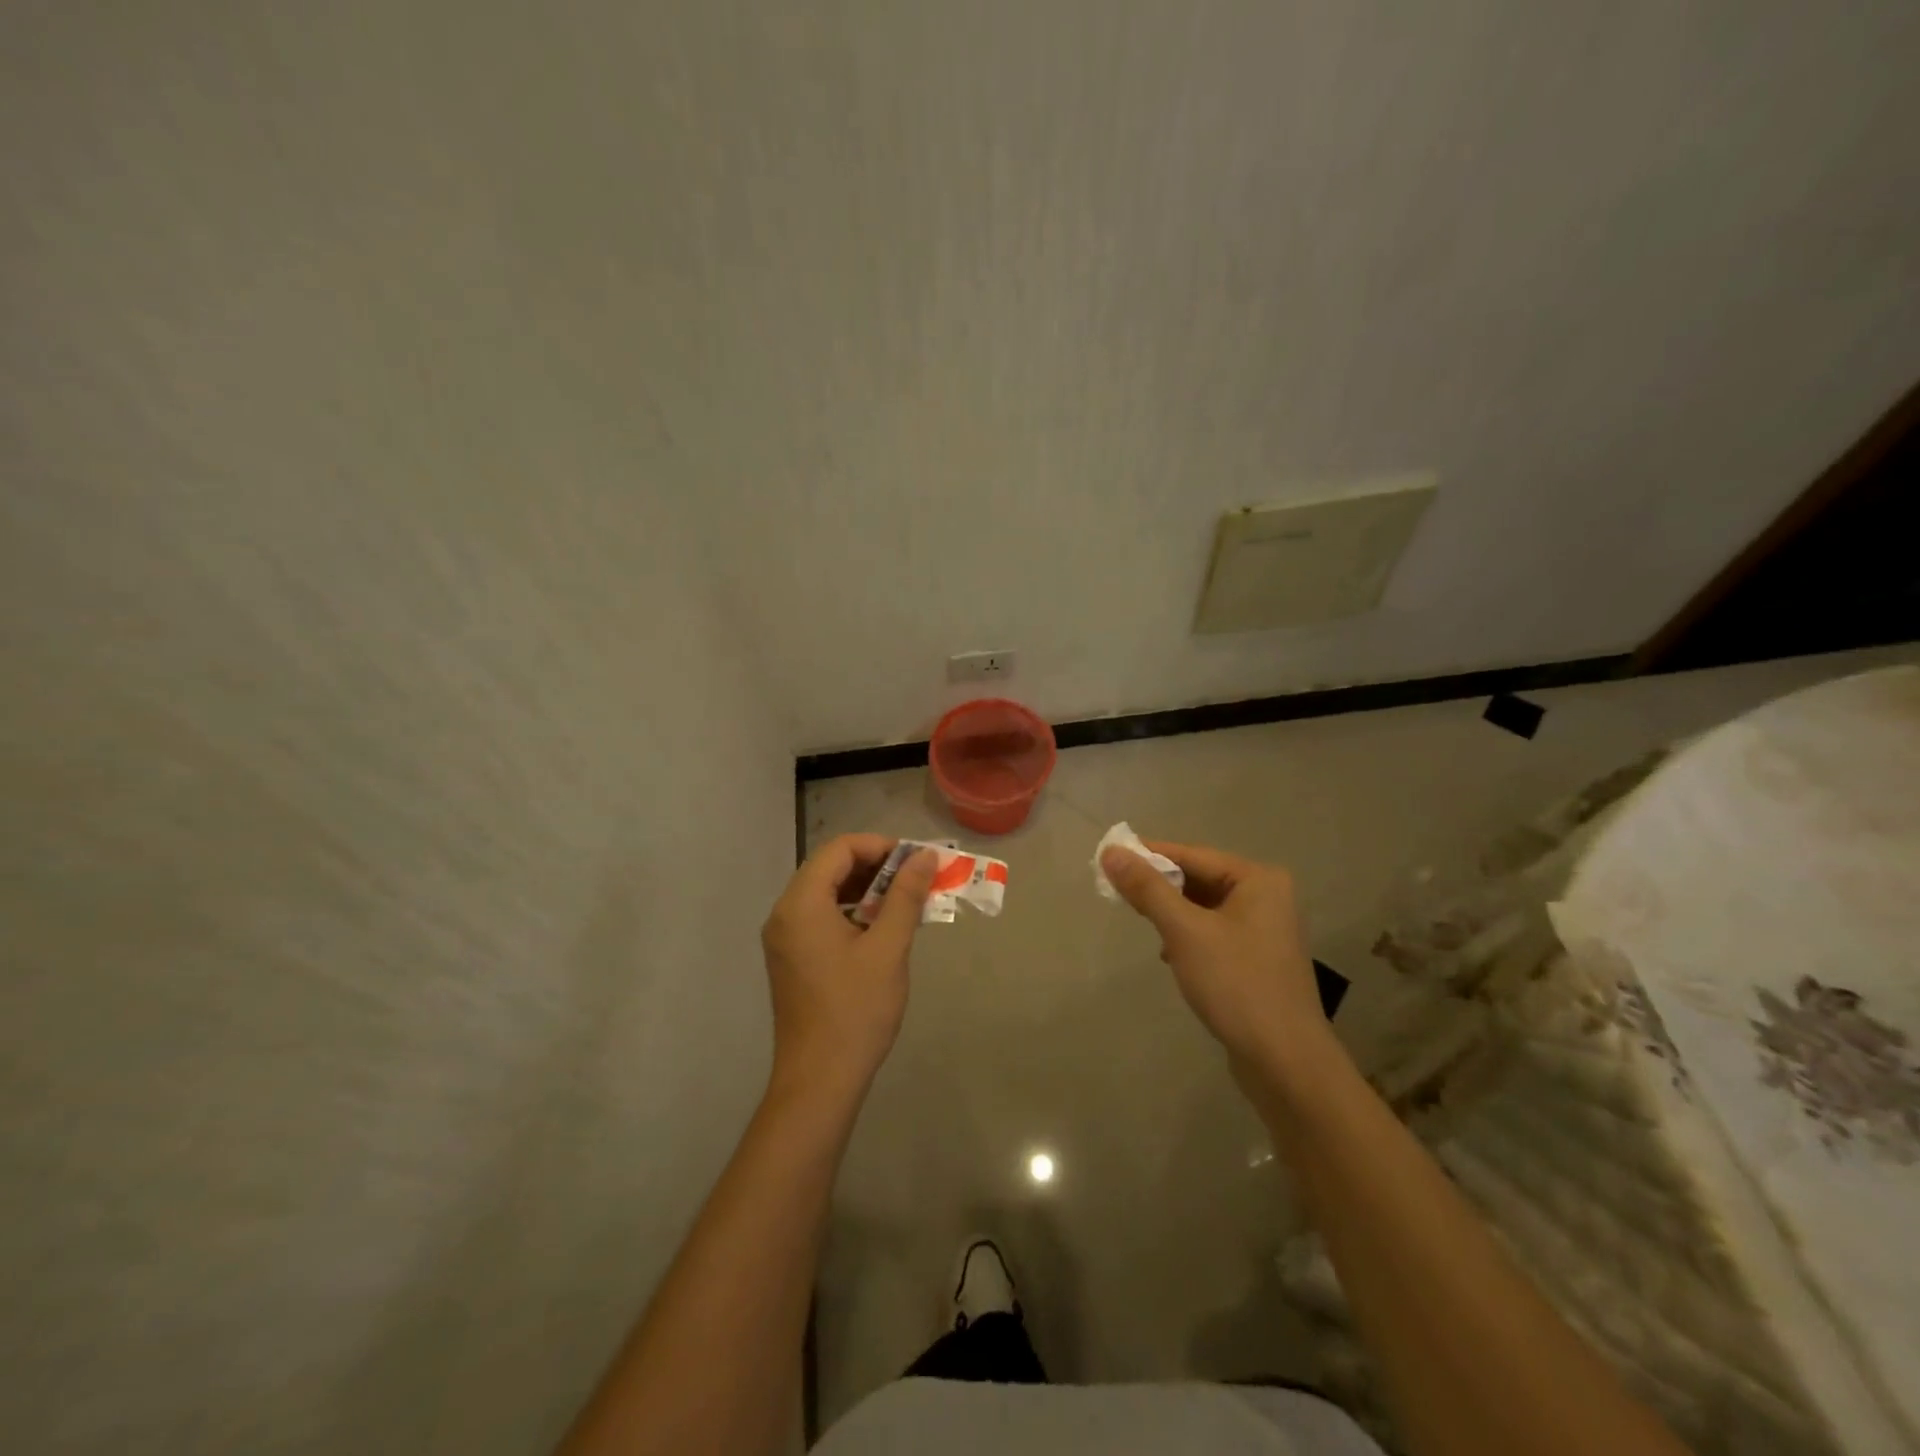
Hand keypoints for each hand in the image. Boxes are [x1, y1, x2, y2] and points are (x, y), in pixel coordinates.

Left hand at [761, 834, 936, 1101]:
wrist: (819, 1081)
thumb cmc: (856, 1010)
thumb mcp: (888, 948)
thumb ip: (905, 895)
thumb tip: (925, 857)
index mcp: (801, 903)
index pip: (840, 848)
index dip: (881, 846)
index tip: (917, 861)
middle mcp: (785, 913)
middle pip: (830, 866)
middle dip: (876, 865)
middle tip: (916, 879)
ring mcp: (784, 937)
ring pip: (826, 892)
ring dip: (865, 889)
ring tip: (905, 901)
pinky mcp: (791, 958)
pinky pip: (820, 916)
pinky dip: (851, 911)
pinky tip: (881, 928)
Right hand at [1101, 840, 1331, 1069]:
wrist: (1285, 1063)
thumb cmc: (1236, 984)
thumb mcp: (1184, 931)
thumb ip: (1147, 889)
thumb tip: (1111, 852)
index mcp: (1258, 879)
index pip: (1192, 854)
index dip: (1148, 855)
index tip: (1109, 858)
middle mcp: (1267, 897)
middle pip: (1199, 878)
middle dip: (1160, 887)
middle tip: (1118, 892)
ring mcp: (1265, 930)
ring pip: (1204, 907)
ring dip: (1172, 914)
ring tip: (1143, 924)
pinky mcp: (1258, 959)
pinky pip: (1214, 932)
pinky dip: (1188, 936)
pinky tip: (1170, 955)